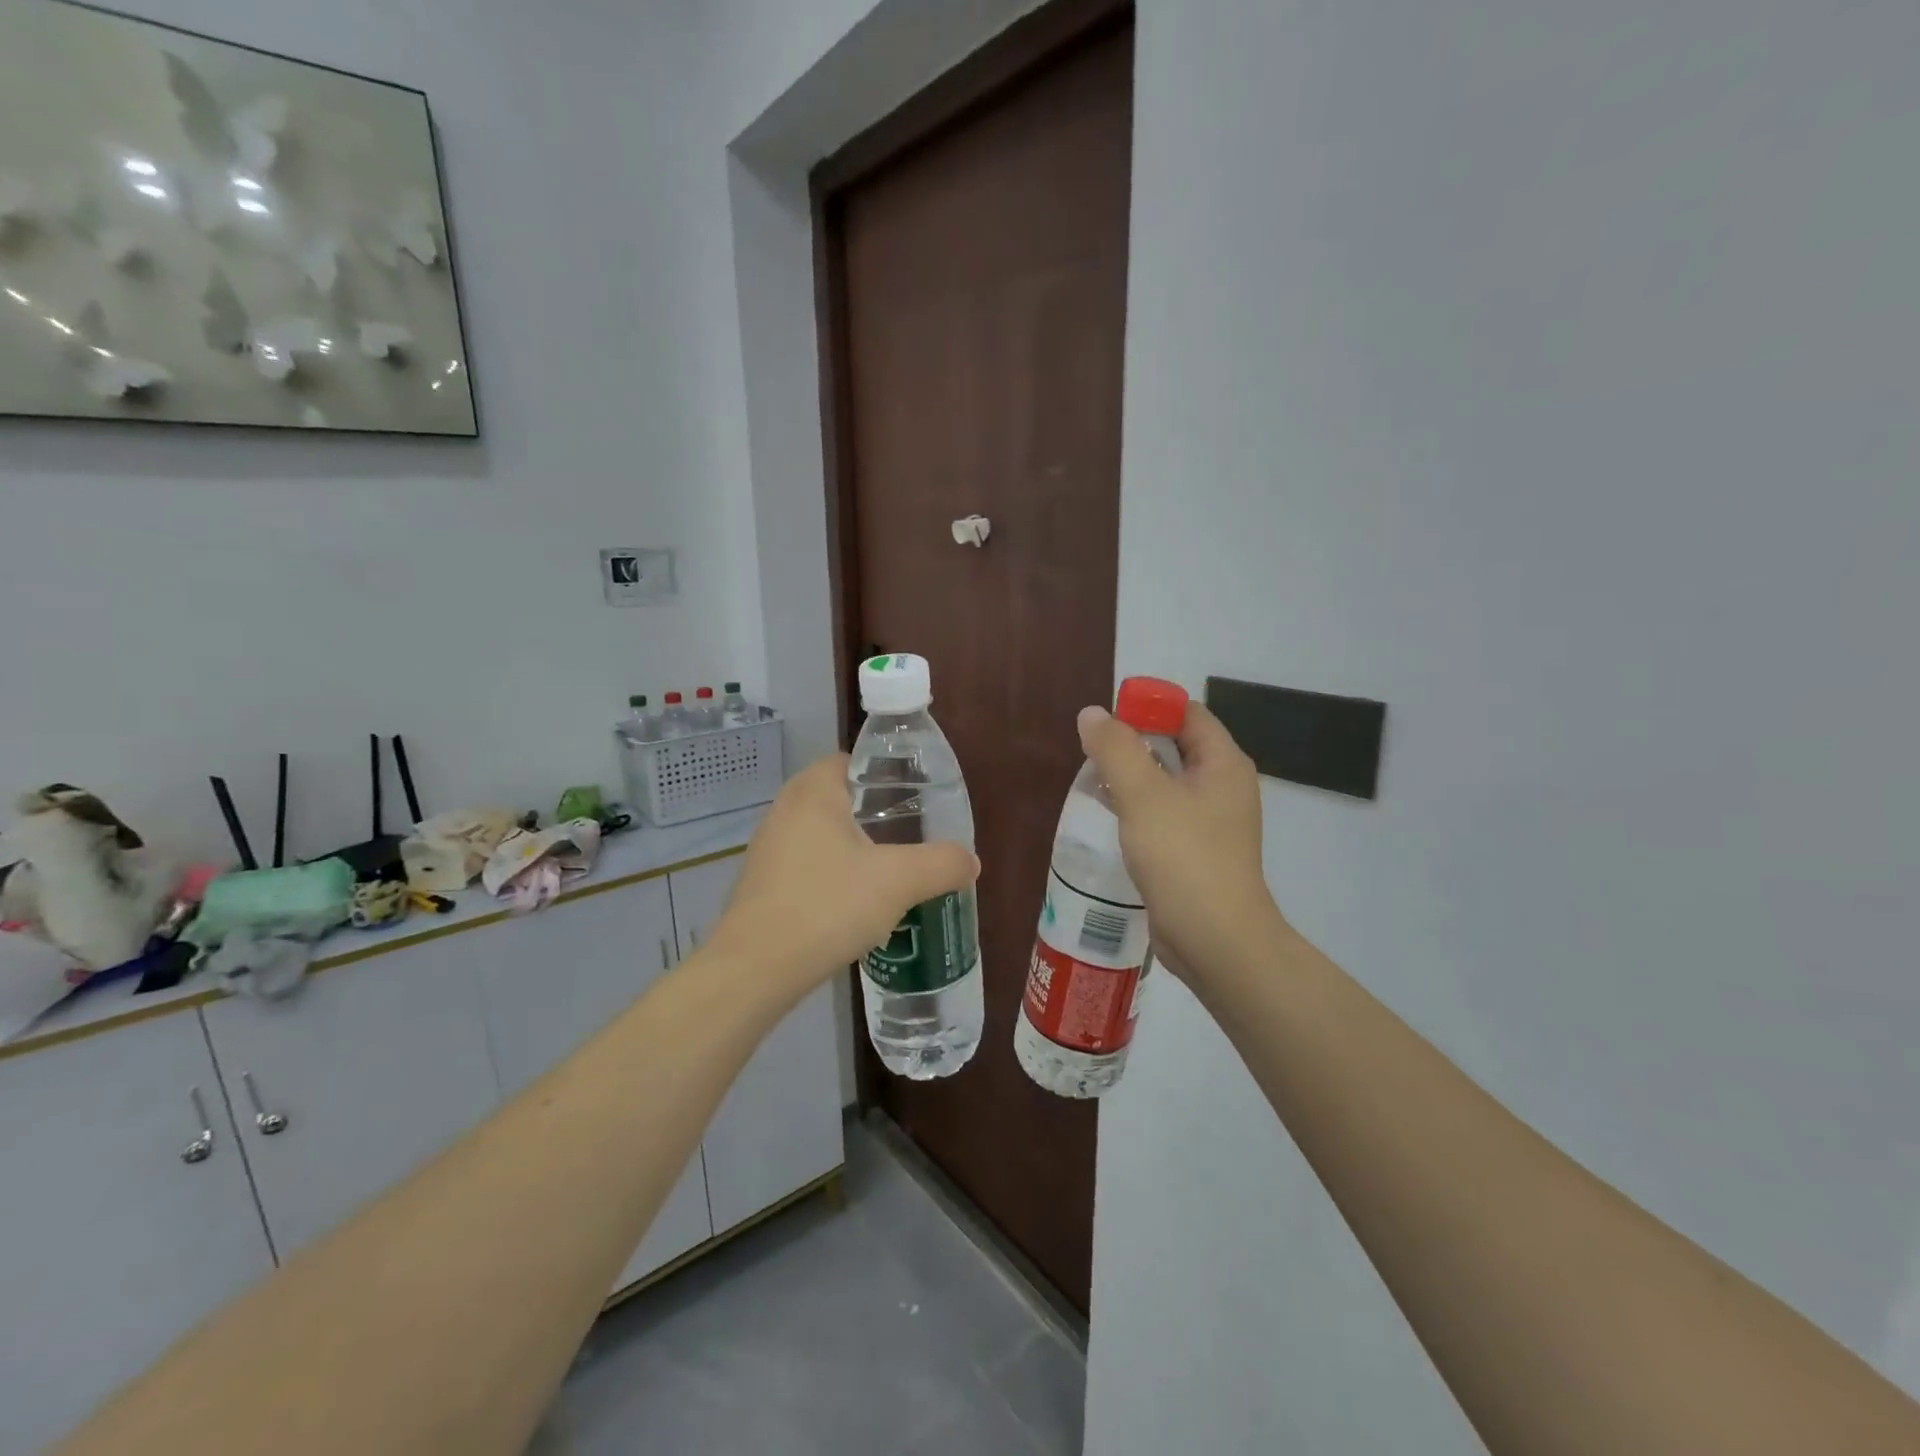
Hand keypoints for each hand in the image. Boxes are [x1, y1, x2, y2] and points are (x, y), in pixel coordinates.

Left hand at [710, 755, 978, 990]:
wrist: (757, 969)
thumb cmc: (828, 906)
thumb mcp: (899, 882)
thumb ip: (941, 864)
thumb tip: (970, 862)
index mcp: (814, 790)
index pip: (855, 761)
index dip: (889, 774)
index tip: (920, 798)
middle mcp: (786, 808)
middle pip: (842, 797)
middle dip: (879, 814)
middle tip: (915, 834)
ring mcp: (770, 846)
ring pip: (826, 833)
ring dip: (857, 847)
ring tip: (894, 870)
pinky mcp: (764, 882)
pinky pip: (810, 862)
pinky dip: (836, 872)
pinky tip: (859, 902)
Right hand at [1076, 702, 1283, 985]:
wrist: (1216, 940)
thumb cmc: (1184, 858)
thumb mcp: (1144, 796)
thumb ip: (1115, 749)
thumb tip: (1092, 714)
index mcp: (1222, 764)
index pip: (1187, 714)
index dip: (1149, 707)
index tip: (1107, 717)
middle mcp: (1222, 786)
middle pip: (1176, 746)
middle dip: (1134, 742)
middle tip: (1092, 748)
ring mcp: (1211, 822)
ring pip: (1167, 782)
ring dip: (1132, 776)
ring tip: (1092, 778)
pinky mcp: (1195, 851)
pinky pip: (1164, 814)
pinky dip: (1137, 807)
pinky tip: (1108, 814)